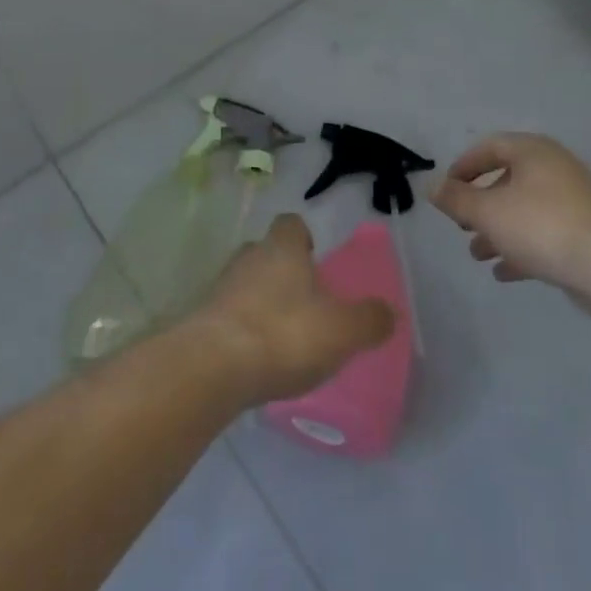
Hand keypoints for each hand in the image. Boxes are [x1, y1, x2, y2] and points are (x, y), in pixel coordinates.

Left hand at [187, 214, 396, 404]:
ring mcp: (220, 287)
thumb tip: (389, 313)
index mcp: (282, 248)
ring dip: (260, 301)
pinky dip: (243, 329)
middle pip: (266, 252)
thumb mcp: (342, 330)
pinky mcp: (202, 321)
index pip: (291, 223)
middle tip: (303, 301)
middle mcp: (248, 257)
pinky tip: (256, 358)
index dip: (304, 237)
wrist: (213, 367)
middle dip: (282, 271)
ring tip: (281, 335)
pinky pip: (228, 315)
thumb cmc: (284, 334)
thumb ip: (369, 320)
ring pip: (245, 283)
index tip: (315, 258)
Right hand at [433, 133, 590, 291]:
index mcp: (532, 152)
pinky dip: (521, 248)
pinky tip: (504, 272)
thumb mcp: (487, 211)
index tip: (447, 190)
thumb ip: (457, 199)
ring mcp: (572, 202)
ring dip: (498, 231)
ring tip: (477, 255)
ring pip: (525, 211)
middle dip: (480, 205)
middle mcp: (554, 169)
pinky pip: (544, 234)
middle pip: (507, 180)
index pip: (490, 147)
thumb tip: (433, 187)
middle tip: (462, 225)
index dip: (464, 167)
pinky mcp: (584, 233)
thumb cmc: (540, 225)